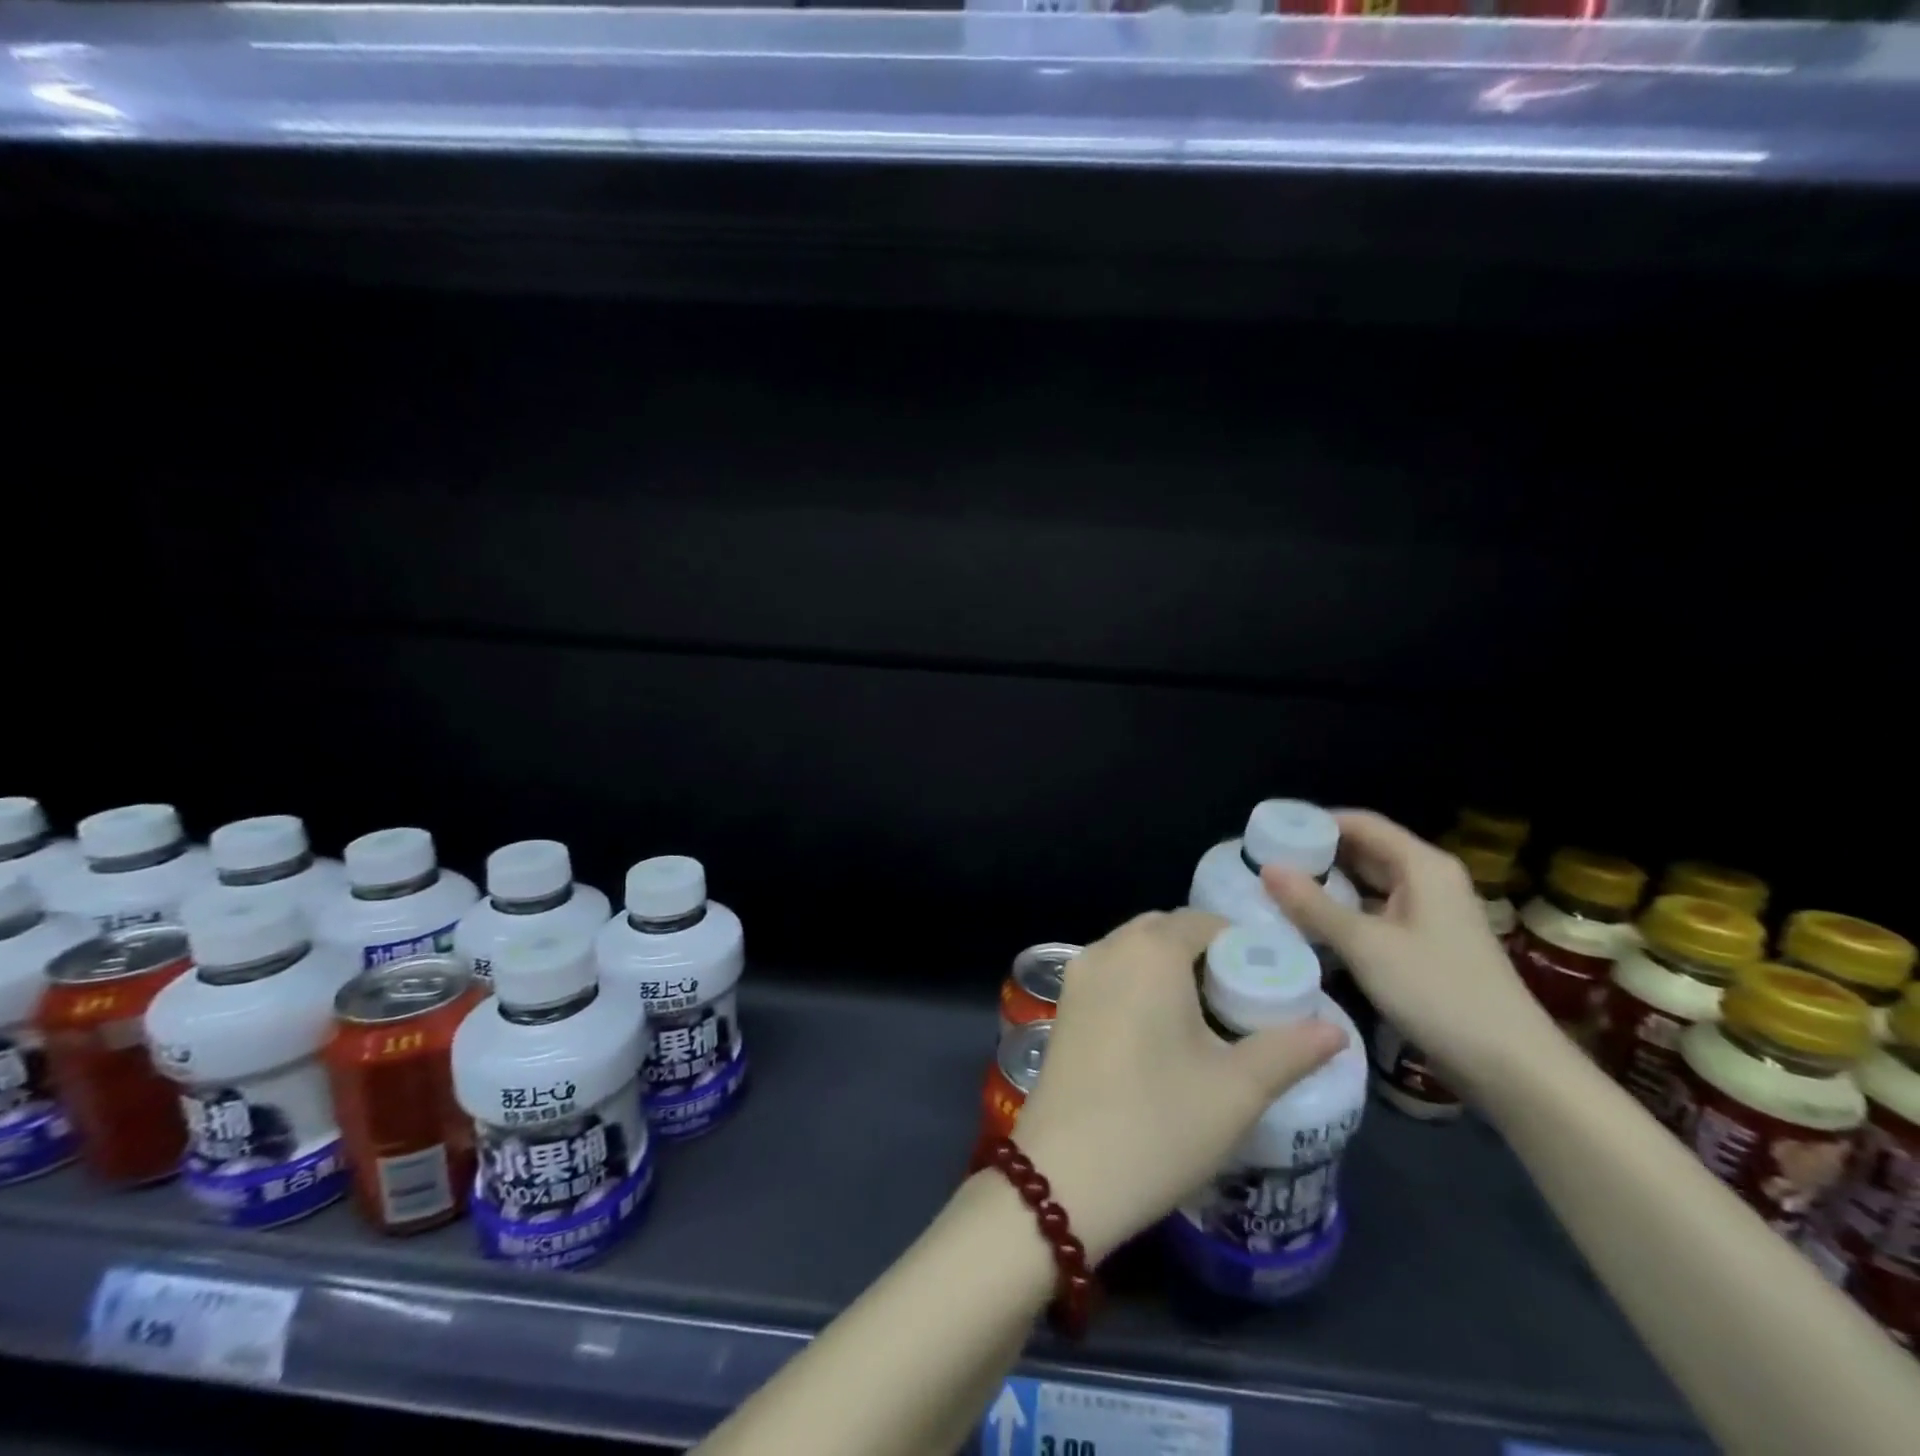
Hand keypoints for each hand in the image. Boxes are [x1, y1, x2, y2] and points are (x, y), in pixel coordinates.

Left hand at [1010, 909, 1345, 1262]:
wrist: (1062, 1178)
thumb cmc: (1158, 1125)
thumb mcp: (1237, 1090)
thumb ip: (1289, 1050)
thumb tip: (1333, 1028)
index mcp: (1149, 952)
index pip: (1204, 922)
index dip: (1243, 943)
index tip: (1273, 981)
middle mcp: (1107, 949)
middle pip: (1165, 931)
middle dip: (1208, 954)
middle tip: (1245, 1001)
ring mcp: (1078, 977)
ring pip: (1134, 952)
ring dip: (1172, 969)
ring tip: (1210, 1019)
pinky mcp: (1063, 1007)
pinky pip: (1112, 975)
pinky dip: (1141, 985)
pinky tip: (1163, 1034)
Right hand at [1261, 810, 1556, 1091]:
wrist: (1512, 1067)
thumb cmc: (1439, 993)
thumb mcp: (1366, 946)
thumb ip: (1313, 905)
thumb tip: (1267, 867)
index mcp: (1422, 866)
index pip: (1361, 823)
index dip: (1314, 822)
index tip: (1269, 831)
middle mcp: (1429, 880)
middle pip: (1365, 851)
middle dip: (1316, 855)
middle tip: (1264, 863)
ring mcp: (1431, 914)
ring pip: (1370, 885)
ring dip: (1328, 886)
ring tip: (1278, 891)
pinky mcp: (1427, 945)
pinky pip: (1377, 913)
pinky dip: (1345, 913)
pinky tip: (1311, 926)